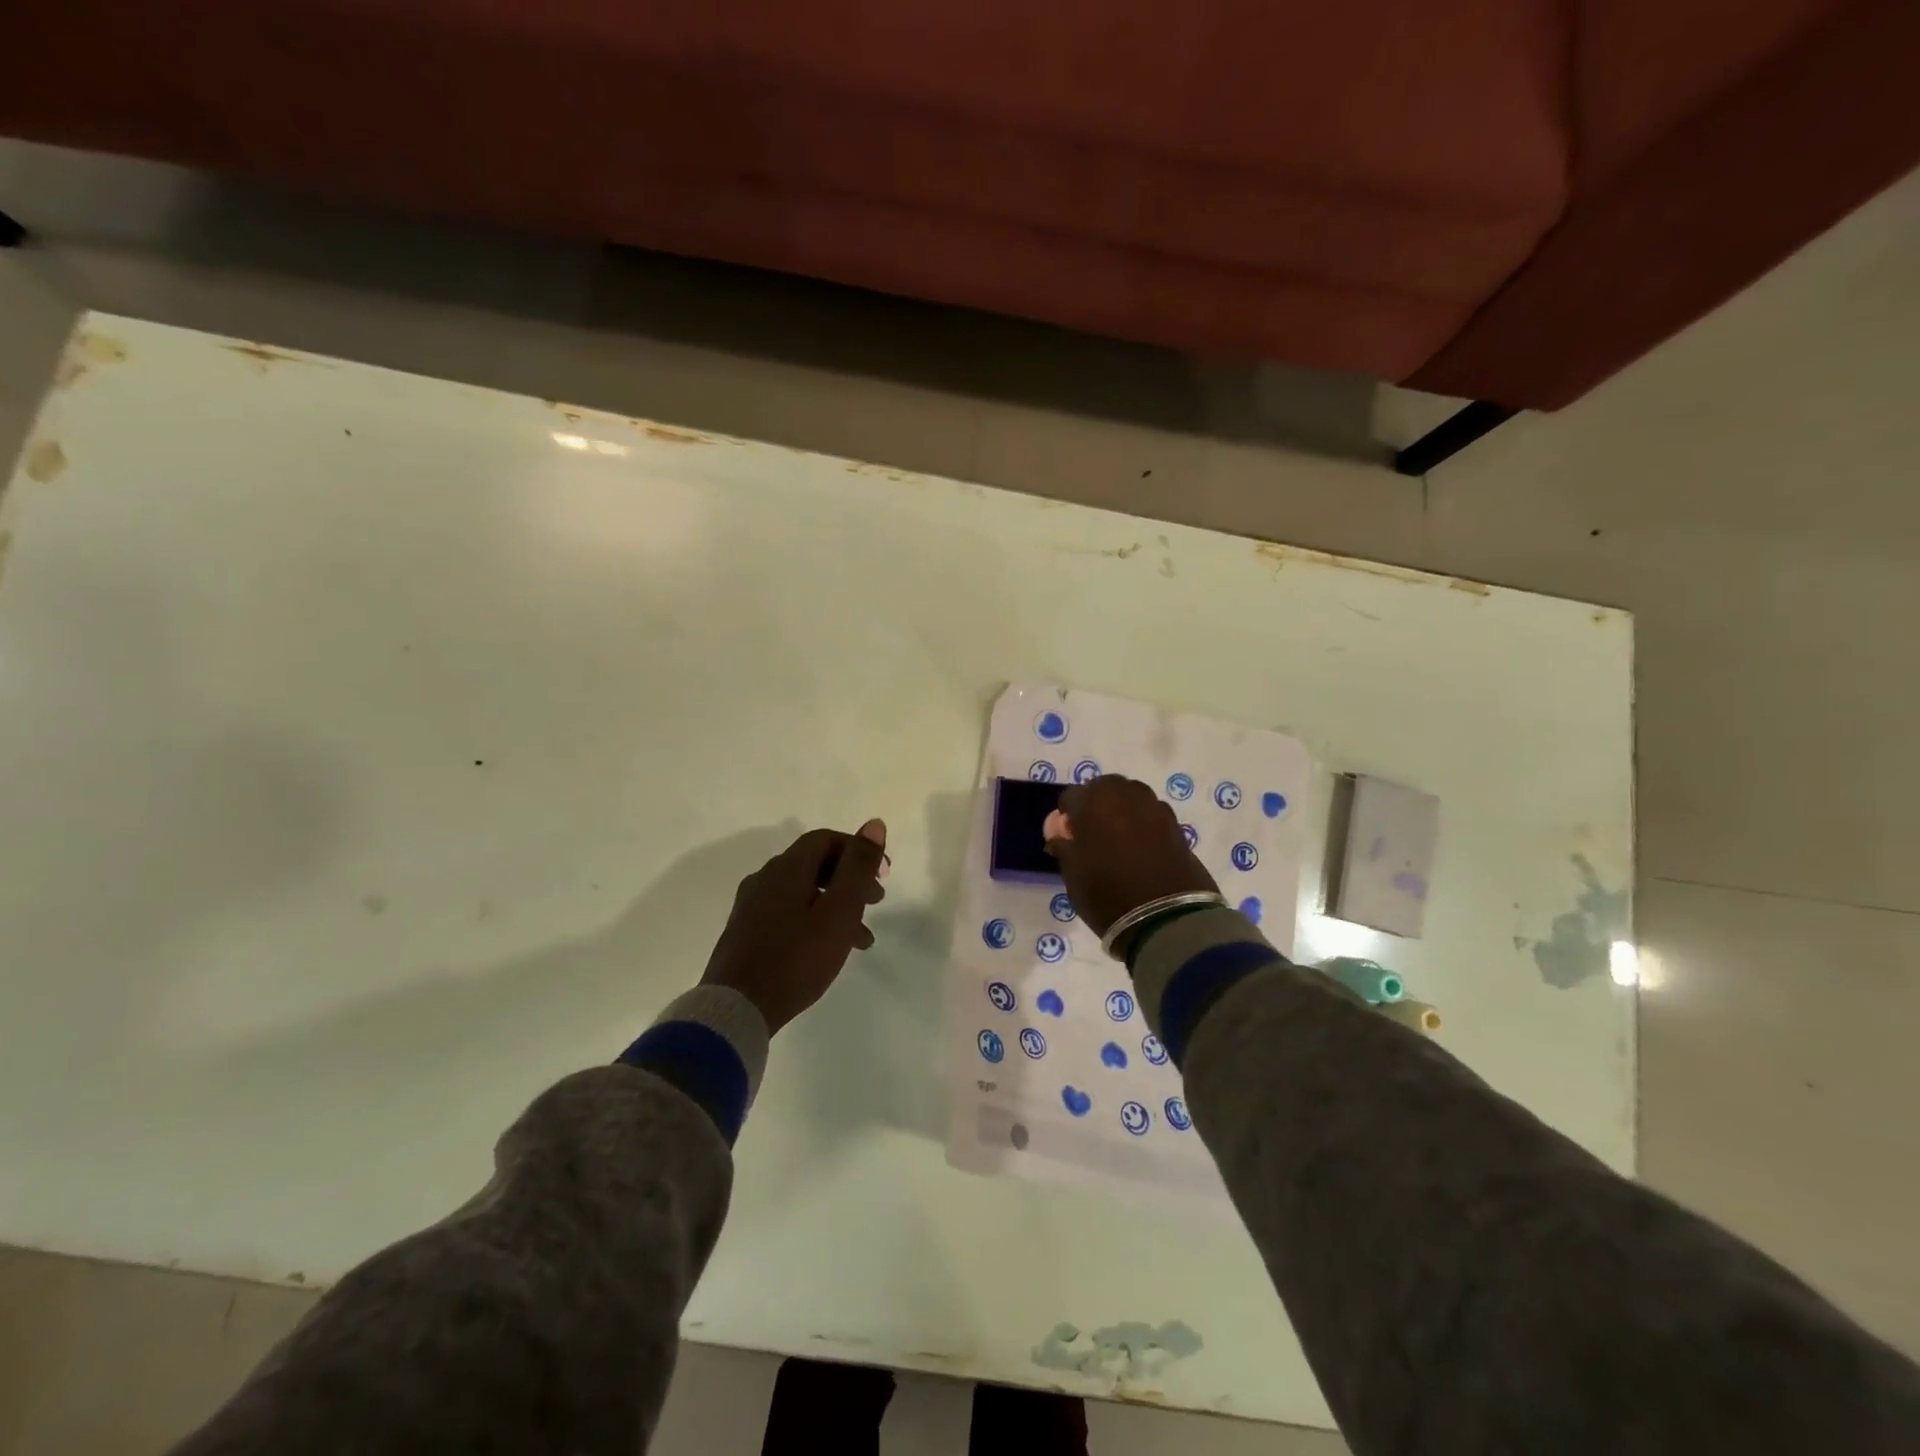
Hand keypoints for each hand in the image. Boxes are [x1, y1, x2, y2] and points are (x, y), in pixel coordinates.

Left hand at [701, 820, 887, 1033]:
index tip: (883, 874)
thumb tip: (874, 824)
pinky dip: (815, 921)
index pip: (826, 839)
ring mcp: (751, 907)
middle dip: (850, 879)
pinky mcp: (745, 933)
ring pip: (803, 892)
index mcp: (786, 868)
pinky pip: (788, 913)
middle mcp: (764, 878)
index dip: (858, 849)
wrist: (736, 1009)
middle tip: (876, 901)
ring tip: (861, 939)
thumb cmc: (796, 958)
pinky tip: (827, 950)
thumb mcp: (839, 911)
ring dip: (836, 905)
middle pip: (814, 864)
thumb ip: (858, 867)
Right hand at [1045, 776, 1217, 941]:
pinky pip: (1151, 815)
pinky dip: (1143, 824)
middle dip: (1096, 805)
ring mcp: (1154, 807)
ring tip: (1119, 841)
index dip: (1067, 817)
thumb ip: (1064, 846)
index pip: (1070, 797)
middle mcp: (1125, 795)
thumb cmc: (1108, 895)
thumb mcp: (1073, 875)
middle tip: (1093, 835)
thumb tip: (1061, 832)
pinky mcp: (1176, 824)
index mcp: (1093, 802)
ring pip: (1131, 797)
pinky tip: (1142, 849)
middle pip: (1104, 788)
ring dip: (1122, 811)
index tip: (1068, 838)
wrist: (1167, 919)